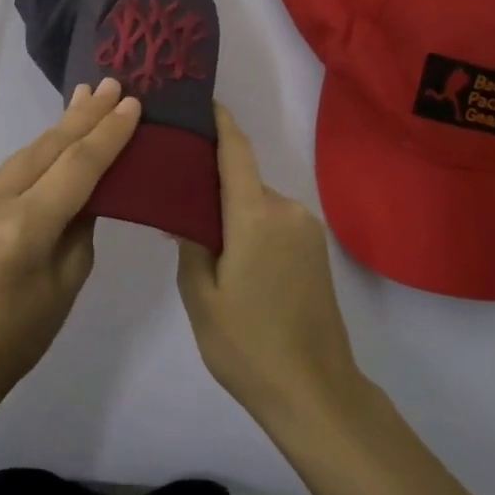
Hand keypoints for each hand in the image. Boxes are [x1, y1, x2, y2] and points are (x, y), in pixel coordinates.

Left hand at [0, 77, 140, 399]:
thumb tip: (94, 179)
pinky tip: (60, 134)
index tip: (132, 103)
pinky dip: (41, 151)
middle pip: (48, 147)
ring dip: (63, 126)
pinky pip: (14, 167)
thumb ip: (82, 220)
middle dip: (85, 115)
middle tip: (112, 82)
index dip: (107, 134)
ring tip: (89, 96)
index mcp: (22, 230)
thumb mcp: (70, 278)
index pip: (76, 168)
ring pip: (29, 152)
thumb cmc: (23, 332)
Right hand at [177, 103, 363, 426]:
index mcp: (255, 216)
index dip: (219, 122)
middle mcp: (286, 210)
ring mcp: (307, 229)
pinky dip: (252, 226)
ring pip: (258, 203)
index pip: (235, 152)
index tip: (201, 101)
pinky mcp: (317, 249)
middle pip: (243, 180)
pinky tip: (234, 257)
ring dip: (233, 211)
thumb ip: (191, 242)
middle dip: (214, 182)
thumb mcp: (201, 296)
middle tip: (178, 196)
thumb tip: (188, 211)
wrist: (317, 393)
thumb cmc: (248, 346)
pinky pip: (275, 222)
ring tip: (203, 237)